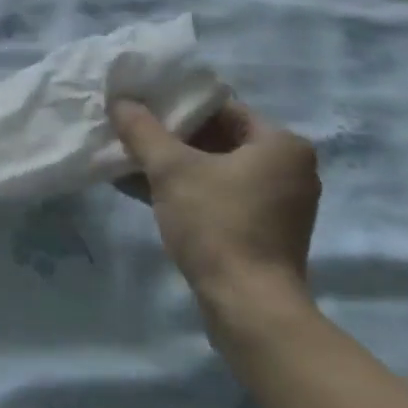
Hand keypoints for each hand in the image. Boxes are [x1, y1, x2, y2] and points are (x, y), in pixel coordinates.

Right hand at [111, 98, 319, 320]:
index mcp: (281, 145)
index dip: (177, 104)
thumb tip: (119, 101)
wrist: (247, 306)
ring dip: (172, 164)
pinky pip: (218, 196)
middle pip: (217, 138)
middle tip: (130, 130)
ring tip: (128, 157)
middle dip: (170, 136)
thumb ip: (143, 130)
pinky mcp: (262, 231)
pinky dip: (185, 190)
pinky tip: (141, 187)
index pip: (221, 108)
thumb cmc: (217, 224)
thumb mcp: (171, 169)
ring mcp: (277, 204)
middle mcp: (288, 169)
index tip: (140, 105)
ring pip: (214, 169)